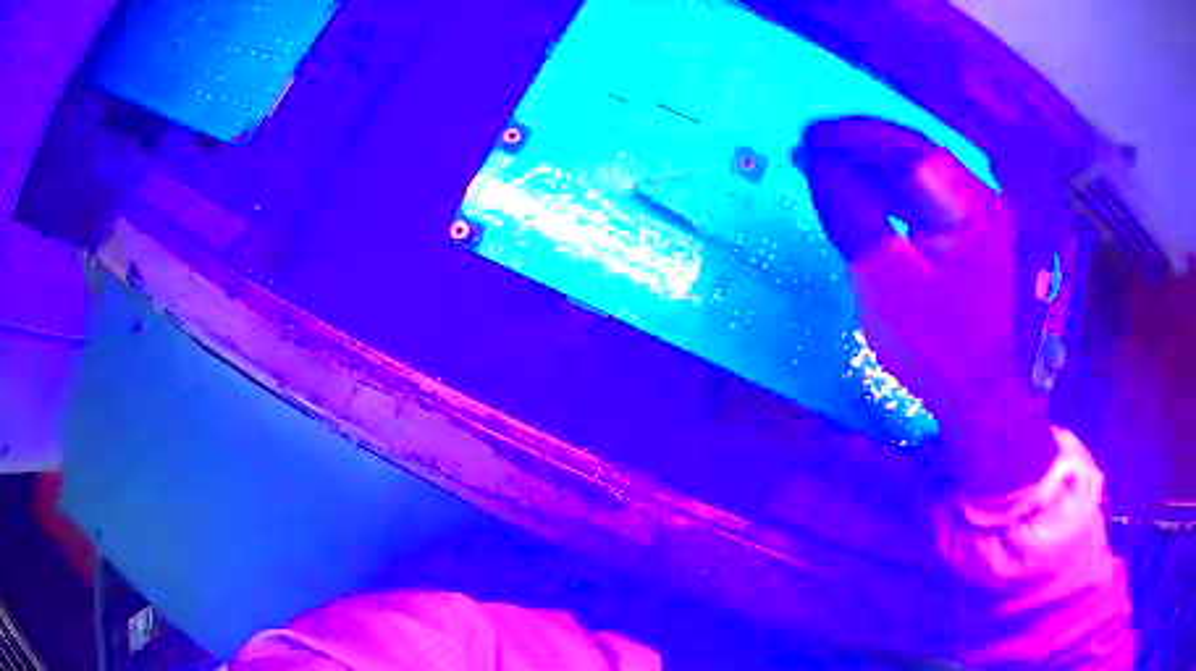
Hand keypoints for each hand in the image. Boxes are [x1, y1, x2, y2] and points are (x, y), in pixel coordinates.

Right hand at [797, 117, 1056, 496]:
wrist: (982, 396)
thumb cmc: (939, 350)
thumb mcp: (888, 288)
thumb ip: (854, 219)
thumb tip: (819, 167)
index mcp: (968, 209)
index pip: (906, 152)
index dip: (854, 138)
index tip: (807, 138)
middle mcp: (978, 199)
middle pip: (913, 151)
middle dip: (859, 142)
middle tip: (809, 142)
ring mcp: (978, 214)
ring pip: (918, 169)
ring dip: (872, 161)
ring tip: (825, 159)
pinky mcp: (970, 232)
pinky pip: (924, 194)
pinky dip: (889, 185)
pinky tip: (862, 186)